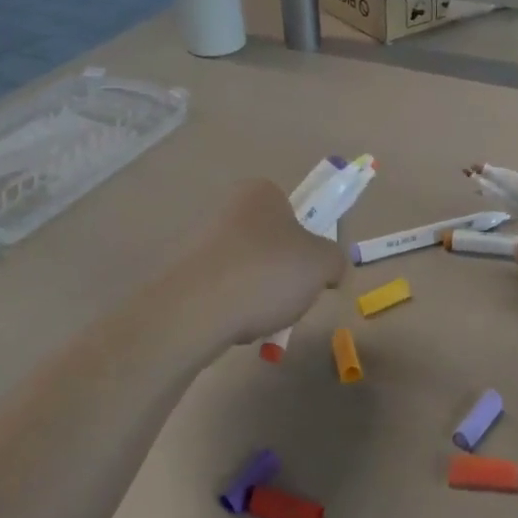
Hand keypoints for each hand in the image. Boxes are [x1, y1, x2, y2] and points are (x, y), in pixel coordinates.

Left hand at [170, 179, 346, 346]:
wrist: (196, 309)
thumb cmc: (267, 272)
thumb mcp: (323, 264)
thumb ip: (336, 260)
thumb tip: (331, 269)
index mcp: (261, 192)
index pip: (295, 213)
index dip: (309, 243)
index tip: (313, 272)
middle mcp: (227, 207)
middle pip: (271, 243)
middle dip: (283, 273)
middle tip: (292, 298)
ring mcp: (199, 239)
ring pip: (247, 269)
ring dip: (259, 292)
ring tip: (264, 318)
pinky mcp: (182, 272)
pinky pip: (222, 289)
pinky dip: (234, 307)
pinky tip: (237, 326)